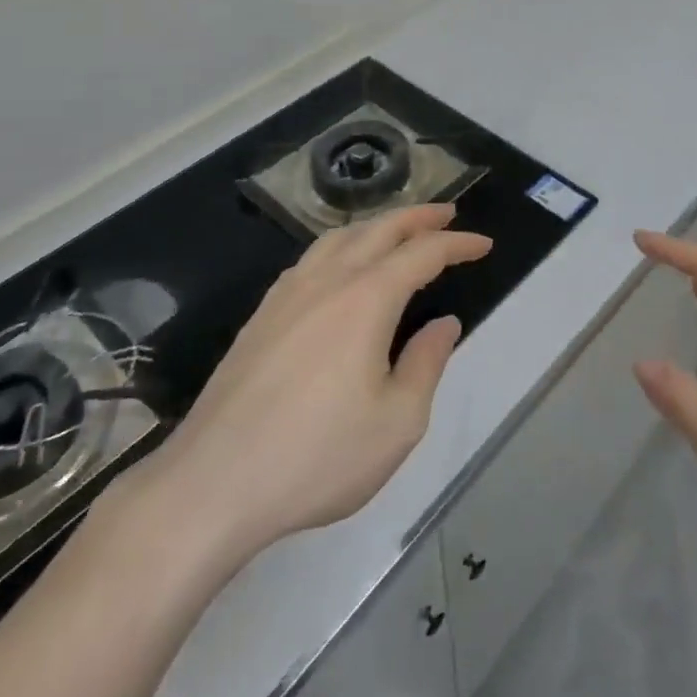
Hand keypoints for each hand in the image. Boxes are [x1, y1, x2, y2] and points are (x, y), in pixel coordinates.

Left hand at [111, 204, 490, 574]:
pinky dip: (340, 246)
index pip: (422, 253)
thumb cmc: (316, 457)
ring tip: (397, 230)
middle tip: (447, 213)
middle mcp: (327, 281)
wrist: (212, 484)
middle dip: (418, 217)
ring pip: (339, 237)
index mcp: (366, 299)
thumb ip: (426, 364)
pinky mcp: (261, 316)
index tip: (483, 244)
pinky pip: (309, 259)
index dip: (457, 244)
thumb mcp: (396, 423)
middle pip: (378, 230)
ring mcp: (287, 295)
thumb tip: (443, 324)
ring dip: (376, 225)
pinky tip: (339, 267)